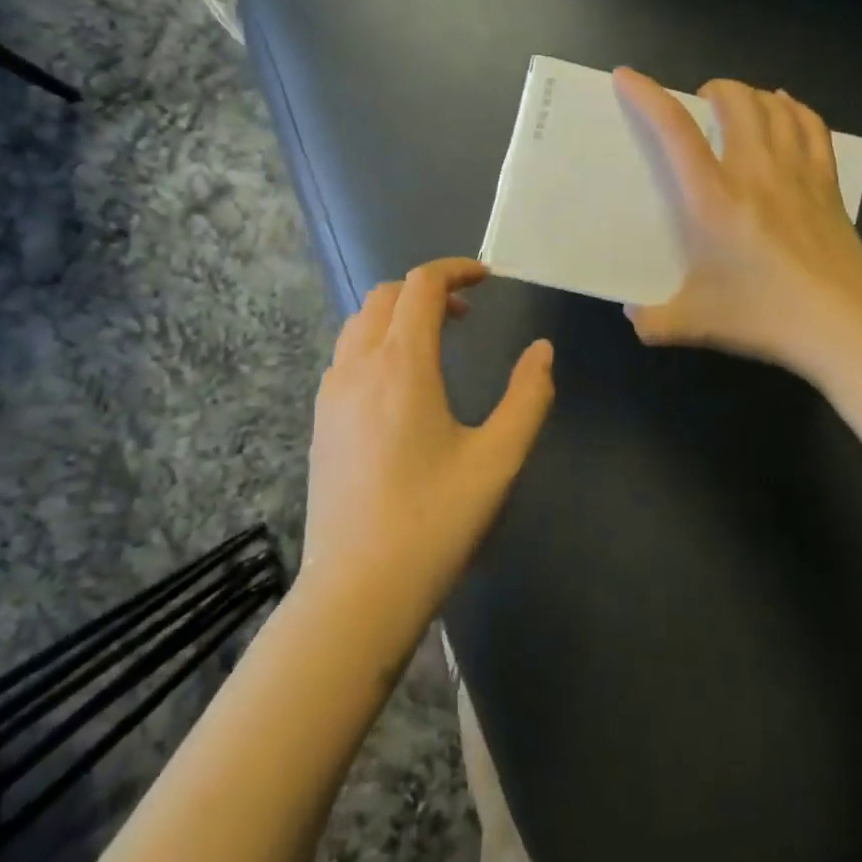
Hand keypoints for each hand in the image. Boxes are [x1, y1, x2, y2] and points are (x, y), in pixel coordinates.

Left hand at [302, 258, 553, 646]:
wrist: (357, 592)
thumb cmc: (434, 522)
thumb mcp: (498, 459)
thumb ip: (528, 397)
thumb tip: (542, 352)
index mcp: (402, 364)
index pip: (421, 285)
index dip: (456, 269)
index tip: (488, 277)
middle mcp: (358, 365)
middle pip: (385, 295)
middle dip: (427, 290)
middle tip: (466, 315)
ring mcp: (330, 393)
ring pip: (360, 323)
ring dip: (397, 315)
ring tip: (435, 344)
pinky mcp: (319, 421)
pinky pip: (346, 356)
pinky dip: (375, 343)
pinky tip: (400, 386)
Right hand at [613, 68, 861, 380]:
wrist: (845, 327)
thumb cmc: (765, 316)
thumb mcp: (695, 322)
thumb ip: (653, 320)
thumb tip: (632, 316)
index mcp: (714, 199)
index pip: (676, 131)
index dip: (648, 96)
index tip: (627, 76)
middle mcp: (756, 172)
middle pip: (736, 101)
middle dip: (712, 89)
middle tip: (699, 103)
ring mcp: (798, 173)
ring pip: (775, 107)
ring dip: (751, 95)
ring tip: (737, 104)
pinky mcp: (828, 184)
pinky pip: (812, 126)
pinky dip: (794, 109)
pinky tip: (786, 110)